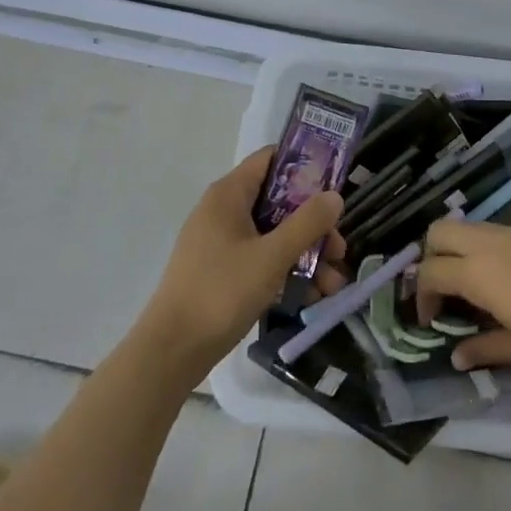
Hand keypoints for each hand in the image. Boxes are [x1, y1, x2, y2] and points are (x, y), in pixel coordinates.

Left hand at [137, 148, 346, 370]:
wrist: (172, 351)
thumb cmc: (221, 292)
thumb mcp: (272, 256)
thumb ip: (307, 223)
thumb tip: (335, 196)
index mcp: (229, 194)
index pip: (271, 158)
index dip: (305, 165)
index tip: (335, 185)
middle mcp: (224, 210)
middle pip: (279, 201)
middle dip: (313, 225)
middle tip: (339, 249)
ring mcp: (221, 242)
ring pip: (274, 234)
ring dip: (306, 254)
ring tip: (333, 285)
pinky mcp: (222, 270)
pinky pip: (262, 258)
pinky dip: (286, 271)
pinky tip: (312, 297)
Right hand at [416, 219, 510, 374]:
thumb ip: (483, 348)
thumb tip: (458, 356)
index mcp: (479, 271)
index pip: (430, 272)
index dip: (422, 296)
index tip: (432, 322)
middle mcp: (491, 243)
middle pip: (440, 231)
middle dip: (431, 257)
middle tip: (444, 292)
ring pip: (470, 227)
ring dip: (460, 251)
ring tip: (475, 288)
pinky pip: (498, 232)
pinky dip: (487, 249)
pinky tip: (509, 280)